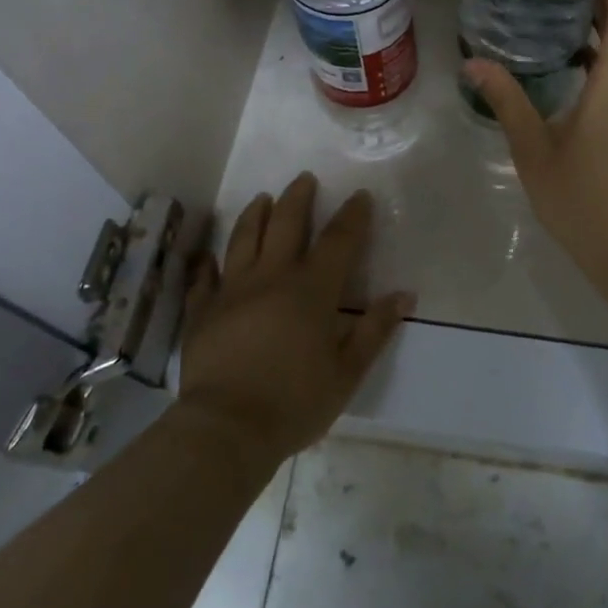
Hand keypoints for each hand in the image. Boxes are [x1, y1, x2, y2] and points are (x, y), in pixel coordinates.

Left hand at [178, 173, 410, 466]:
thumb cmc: (295, 402)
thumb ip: (375, 330)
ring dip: (256, 214)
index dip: (353, 216)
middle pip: (287, 224)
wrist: (227, 428)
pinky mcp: (203, 311)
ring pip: (244, 239)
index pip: (339, 241)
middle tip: (305, 178)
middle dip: (298, 198)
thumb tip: (404, 295)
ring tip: (262, 198)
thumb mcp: (347, 372)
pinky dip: (208, 262)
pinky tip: (208, 254)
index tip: (360, 195)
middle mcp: (272, 278)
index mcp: (312, 290)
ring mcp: (232, 291)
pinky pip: (205, 277)